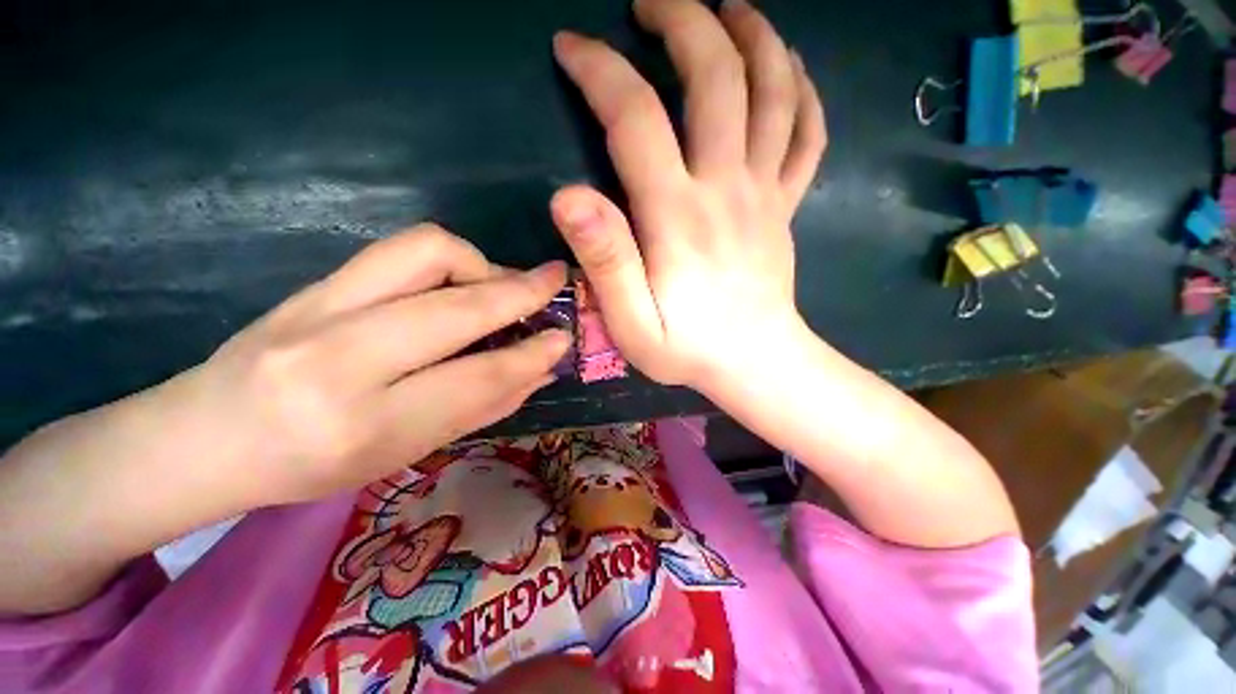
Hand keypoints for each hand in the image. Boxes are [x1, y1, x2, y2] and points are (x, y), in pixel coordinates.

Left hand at [171, 225, 569, 505]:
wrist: (203, 436)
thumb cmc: (312, 465)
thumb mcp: (407, 452)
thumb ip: (482, 406)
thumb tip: (541, 370)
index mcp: (365, 424)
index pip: (475, 378)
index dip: (530, 355)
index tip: (563, 337)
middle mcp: (338, 358)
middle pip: (456, 306)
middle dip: (520, 290)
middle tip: (554, 282)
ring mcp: (318, 306)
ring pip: (427, 251)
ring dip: (482, 264)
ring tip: (500, 286)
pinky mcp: (315, 280)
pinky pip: (401, 250)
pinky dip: (450, 259)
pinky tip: (461, 283)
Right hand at [550, 0, 825, 390]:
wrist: (755, 363)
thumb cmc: (689, 349)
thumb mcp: (632, 323)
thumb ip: (605, 262)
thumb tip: (568, 197)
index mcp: (678, 216)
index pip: (636, 118)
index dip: (600, 71)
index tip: (572, 48)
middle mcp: (726, 188)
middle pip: (717, 77)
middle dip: (684, 21)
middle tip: (651, 0)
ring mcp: (766, 192)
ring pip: (774, 90)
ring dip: (753, 35)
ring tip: (728, 5)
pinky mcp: (786, 205)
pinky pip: (808, 133)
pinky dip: (801, 90)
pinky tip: (787, 69)